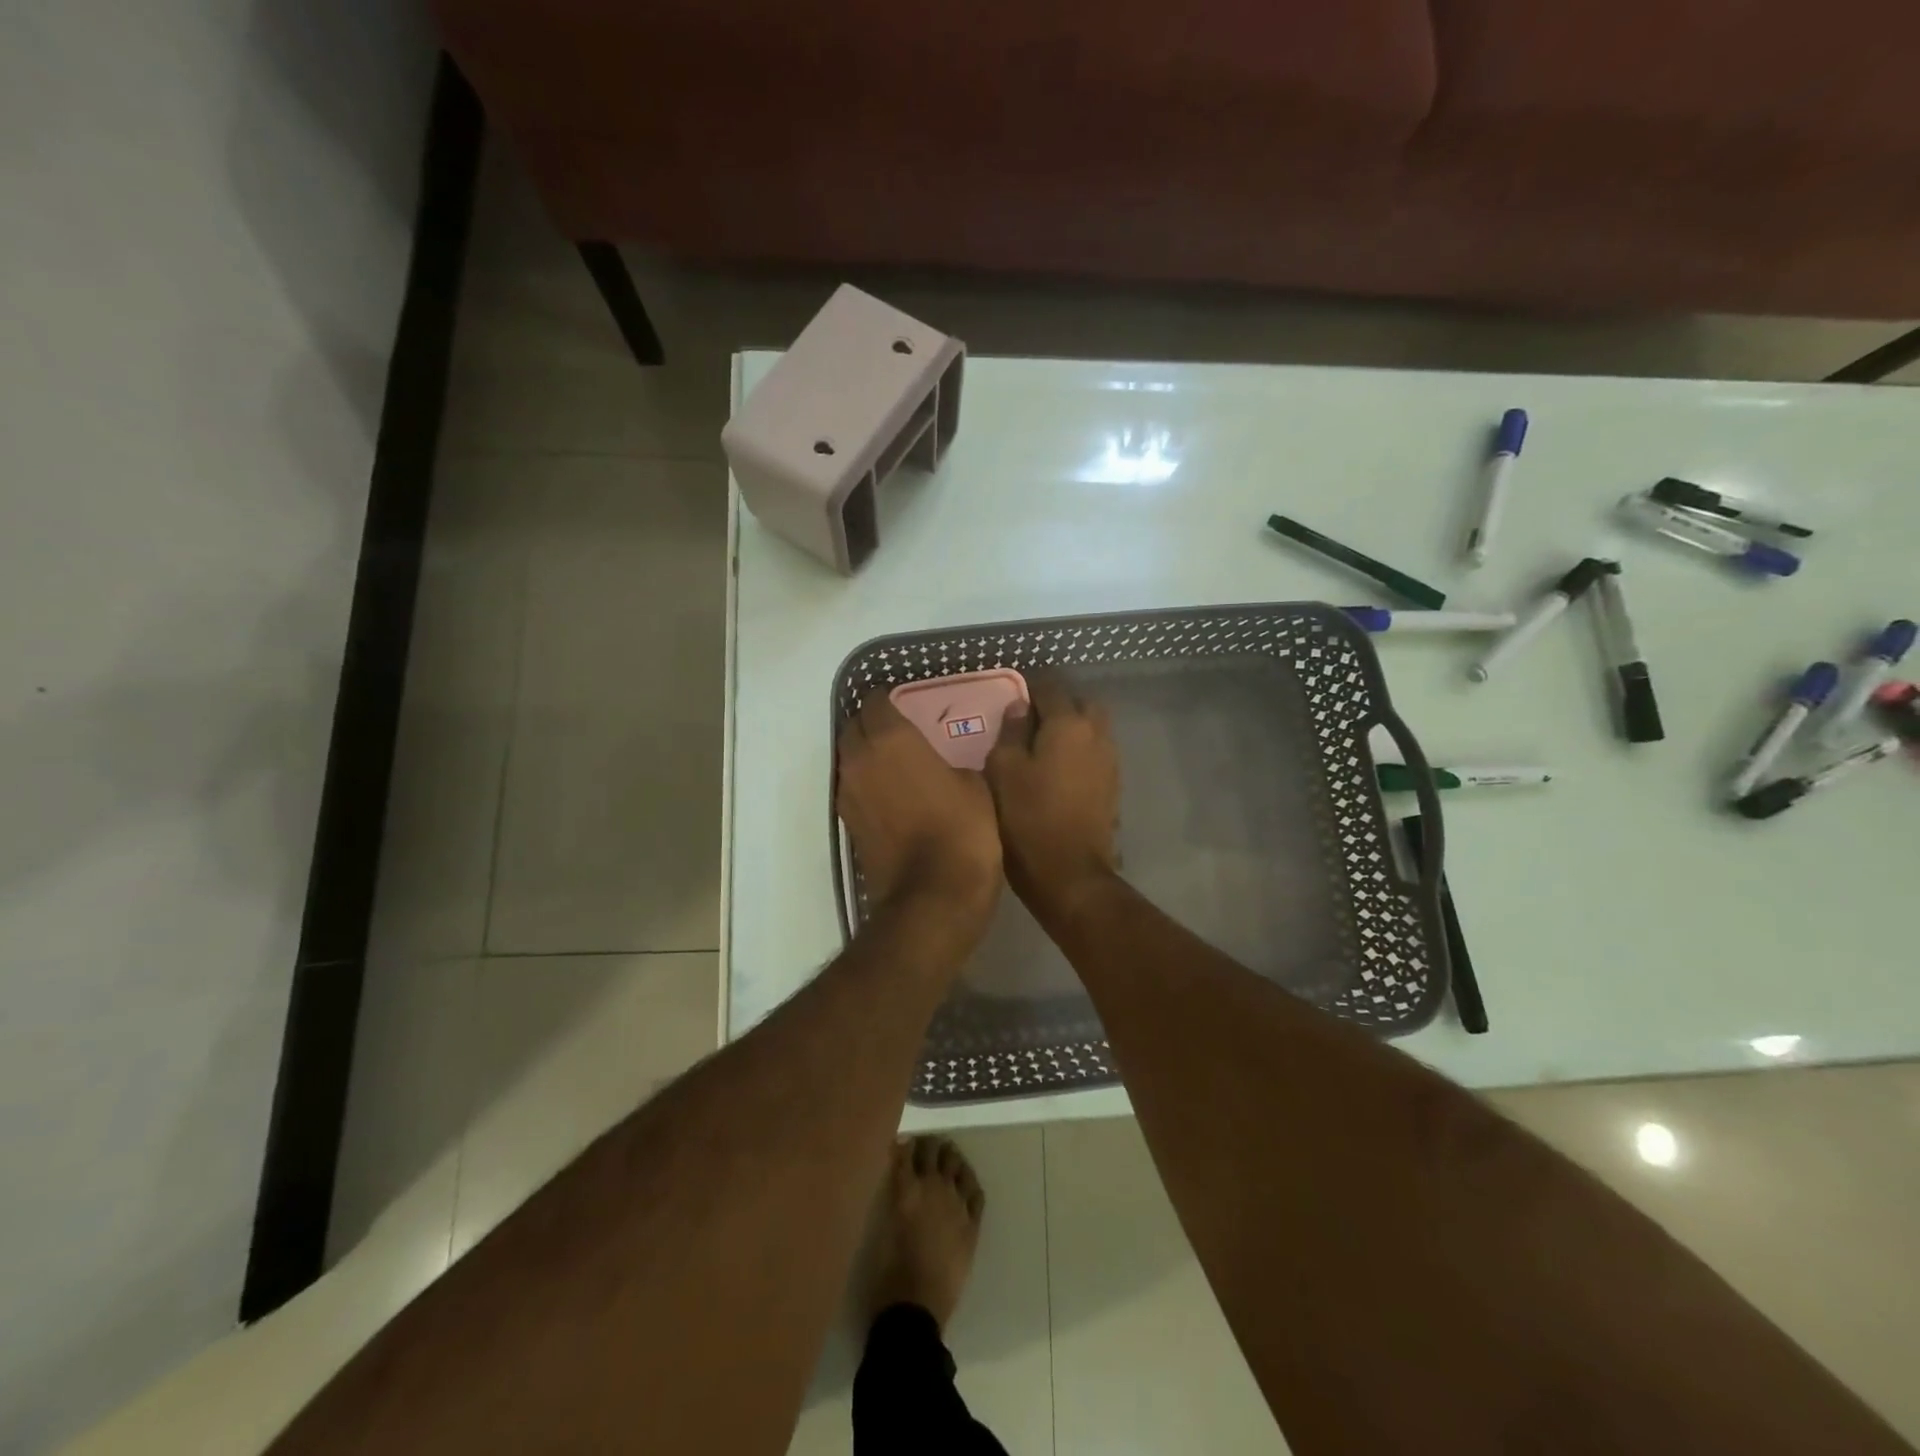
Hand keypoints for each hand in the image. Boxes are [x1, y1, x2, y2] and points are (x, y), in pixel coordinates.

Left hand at [836, 694, 1001, 933]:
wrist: (933, 896)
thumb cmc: (962, 829)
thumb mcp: (975, 785)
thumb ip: (951, 762)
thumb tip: (943, 766)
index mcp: (890, 739)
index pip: (874, 702)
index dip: (888, 699)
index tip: (906, 704)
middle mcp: (859, 760)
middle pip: (854, 728)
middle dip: (872, 724)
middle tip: (901, 730)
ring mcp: (848, 794)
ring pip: (849, 759)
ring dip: (866, 755)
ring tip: (897, 762)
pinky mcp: (848, 824)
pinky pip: (853, 789)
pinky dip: (867, 784)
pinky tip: (893, 794)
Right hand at [985, 678, 1120, 922]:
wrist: (1069, 872)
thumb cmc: (1027, 817)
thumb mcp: (1003, 770)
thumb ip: (1010, 732)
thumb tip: (1018, 707)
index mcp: (1068, 724)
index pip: (1050, 688)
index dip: (1029, 689)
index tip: (1010, 700)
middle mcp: (1097, 735)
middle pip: (1081, 704)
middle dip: (1058, 705)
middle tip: (1030, 722)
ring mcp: (1110, 761)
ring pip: (1093, 729)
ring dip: (1072, 729)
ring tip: (1043, 747)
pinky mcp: (1113, 786)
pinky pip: (1096, 754)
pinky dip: (1080, 752)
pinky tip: (1058, 771)